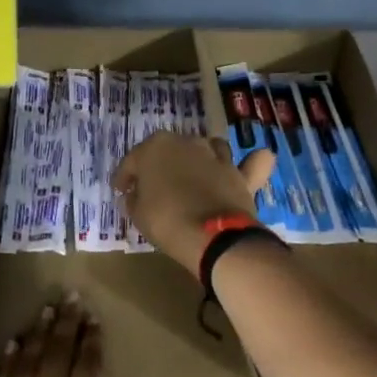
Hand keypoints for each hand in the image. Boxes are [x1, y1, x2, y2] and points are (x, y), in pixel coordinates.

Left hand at [0, 295, 169, 376]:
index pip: (88, 370)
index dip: (91, 342)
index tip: (92, 317)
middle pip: (57, 357)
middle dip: (66, 325)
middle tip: (70, 297)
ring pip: (27, 364)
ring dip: (38, 334)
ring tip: (46, 309)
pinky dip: (6, 362)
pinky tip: (13, 344)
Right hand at [112, 132, 275, 275]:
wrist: (212, 234)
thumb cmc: (166, 220)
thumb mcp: (138, 214)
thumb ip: (134, 199)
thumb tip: (134, 195)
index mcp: (156, 146)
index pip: (133, 160)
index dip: (125, 177)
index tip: (121, 190)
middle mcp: (187, 142)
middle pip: (170, 151)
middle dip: (162, 166)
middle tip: (155, 188)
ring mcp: (216, 155)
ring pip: (207, 149)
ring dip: (199, 160)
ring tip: (194, 178)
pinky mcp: (240, 173)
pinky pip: (250, 163)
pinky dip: (253, 162)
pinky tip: (255, 161)